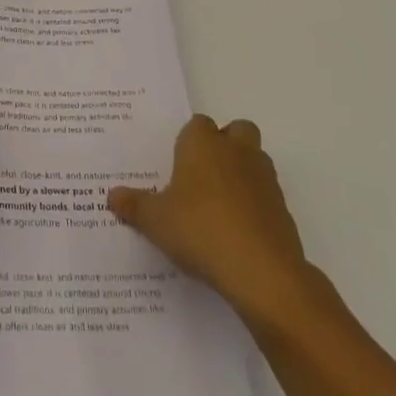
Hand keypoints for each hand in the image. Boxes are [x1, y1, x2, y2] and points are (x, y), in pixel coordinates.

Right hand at [110, 115, 316, 325]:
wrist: (261, 271)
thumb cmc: (199, 230)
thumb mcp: (155, 221)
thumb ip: (134, 205)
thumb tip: (112, 195)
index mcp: (203, 144)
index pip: (197, 124)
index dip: (188, 141)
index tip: (177, 165)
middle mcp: (236, 151)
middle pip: (236, 130)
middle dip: (225, 145)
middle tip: (203, 175)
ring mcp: (264, 178)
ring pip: (255, 160)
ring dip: (242, 173)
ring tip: (219, 206)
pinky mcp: (283, 208)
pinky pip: (266, 195)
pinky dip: (255, 205)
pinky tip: (238, 233)